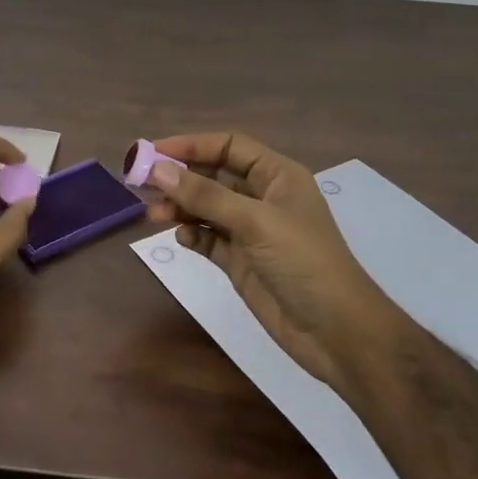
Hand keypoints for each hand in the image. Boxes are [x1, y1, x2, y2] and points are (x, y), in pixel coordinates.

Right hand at [142, 133, 392, 393]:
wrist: (336, 333)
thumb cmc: (303, 262)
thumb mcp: (255, 222)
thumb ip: (205, 196)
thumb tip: (157, 169)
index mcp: (278, 176)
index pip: (229, 146)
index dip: (191, 145)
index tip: (153, 152)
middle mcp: (263, 198)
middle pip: (213, 175)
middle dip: (179, 177)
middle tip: (141, 183)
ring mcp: (251, 231)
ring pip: (206, 208)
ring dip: (180, 207)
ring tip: (153, 215)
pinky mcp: (241, 261)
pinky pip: (208, 238)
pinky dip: (192, 235)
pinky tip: (180, 239)